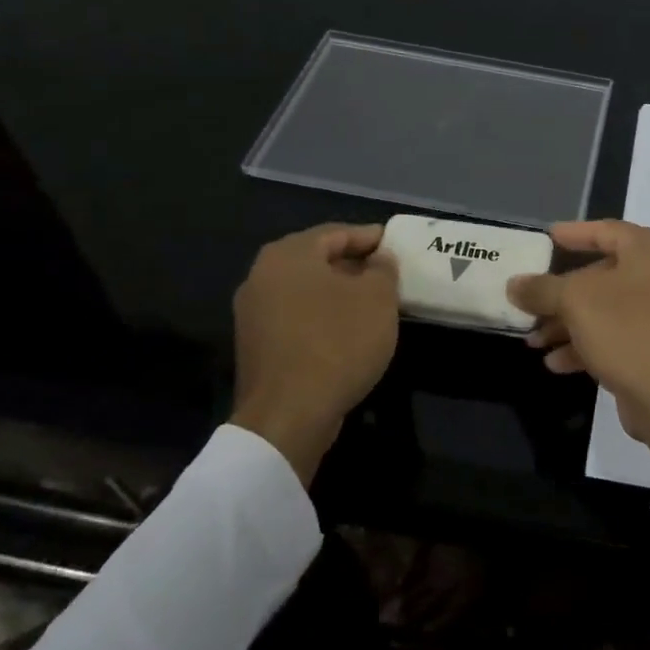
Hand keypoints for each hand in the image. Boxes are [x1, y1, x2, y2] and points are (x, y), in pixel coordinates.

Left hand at [230, 223, 398, 486]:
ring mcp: (253, 313)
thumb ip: (383, 269)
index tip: (396, 245)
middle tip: (387, 273)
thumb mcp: (378, 299)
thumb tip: (379, 260)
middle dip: (354, 265)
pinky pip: (296, 316)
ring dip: (338, 293)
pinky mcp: (255, 345)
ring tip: (372, 304)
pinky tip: (348, 332)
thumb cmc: (337, 343)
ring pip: (306, 289)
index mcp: (288, 254)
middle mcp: (262, 275)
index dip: (370, 238)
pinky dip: (322, 316)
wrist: (287, 416)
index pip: (337, 233)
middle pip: (317, 259)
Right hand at [509, 221, 649, 465]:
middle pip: (601, 273)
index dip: (572, 233)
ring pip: (605, 308)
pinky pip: (616, 335)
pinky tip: (555, 362)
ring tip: (532, 340)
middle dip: (560, 292)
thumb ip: (542, 288)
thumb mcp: (576, 302)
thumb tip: (514, 284)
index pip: (605, 231)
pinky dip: (587, 344)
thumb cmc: (627, 331)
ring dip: (567, 323)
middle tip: (529, 299)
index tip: (545, 238)